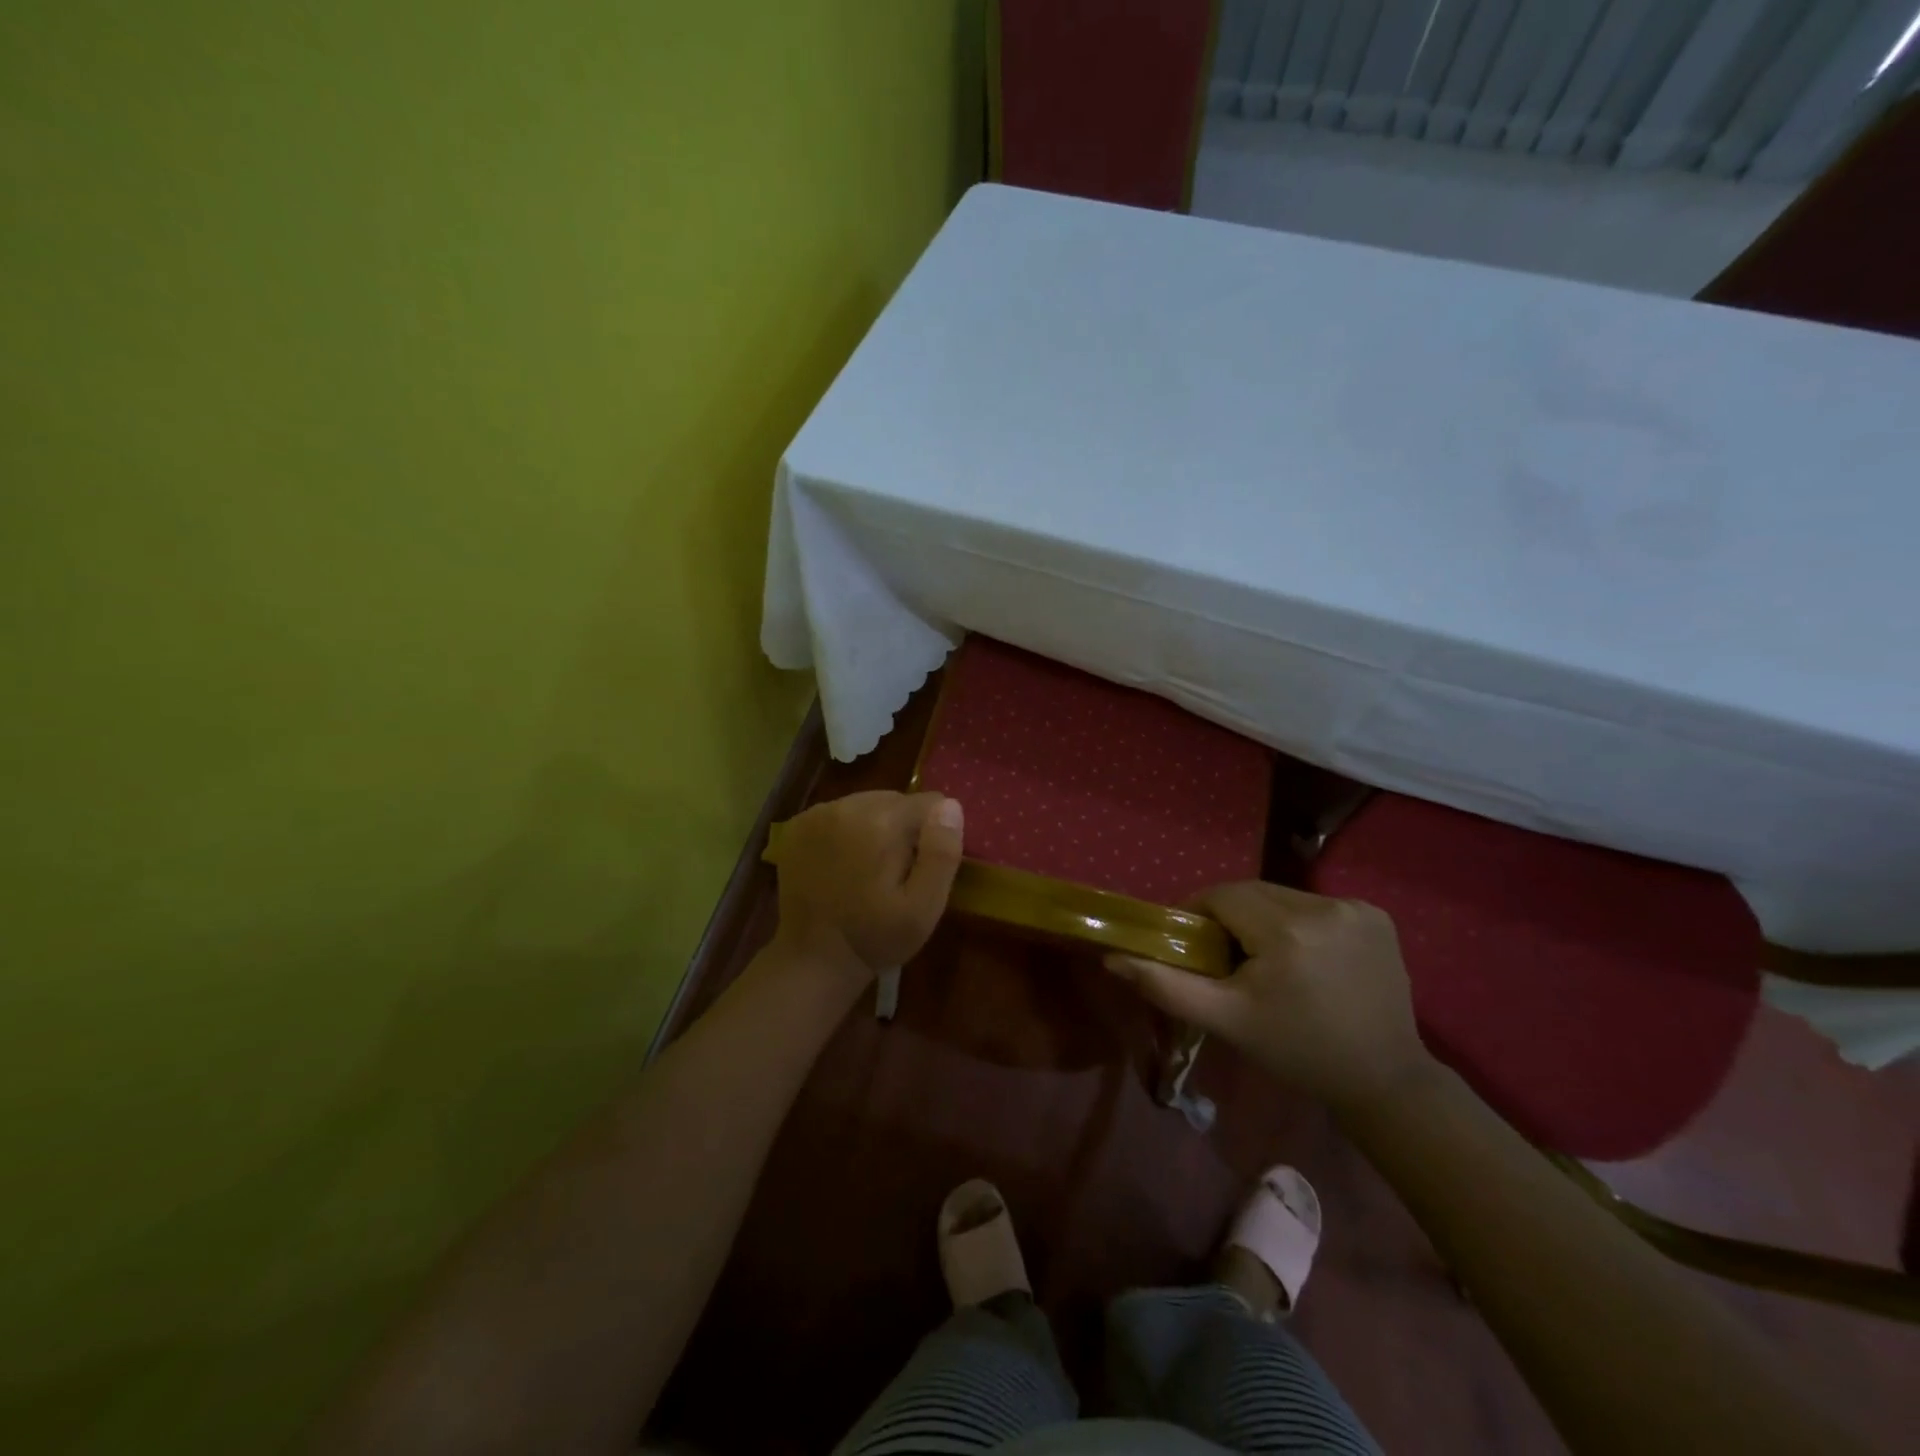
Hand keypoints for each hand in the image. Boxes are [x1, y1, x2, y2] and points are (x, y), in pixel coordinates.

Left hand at [767, 791, 964, 988]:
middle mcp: (847, 806)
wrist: (811, 959)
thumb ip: (941, 854)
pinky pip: (839, 813)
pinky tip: (842, 863)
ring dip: (875, 827)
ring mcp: (817, 814)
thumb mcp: (923, 907)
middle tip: (896, 871)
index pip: (930, 802)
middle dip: (904, 828)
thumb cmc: (874, 936)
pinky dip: (847, 831)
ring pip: (867, 804)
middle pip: (896, 799)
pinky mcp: (798, 825)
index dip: (934, 834)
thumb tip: (950, 807)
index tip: (922, 867)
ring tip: (868, 868)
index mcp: (881, 822)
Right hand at [1106, 881, 1433, 1114]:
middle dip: (1232, 917)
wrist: (1383, 1079)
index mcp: (1287, 931)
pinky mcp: (1378, 914)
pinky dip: (1300, 921)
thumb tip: (1113, 958)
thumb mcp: (1226, 1021)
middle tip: (1226, 957)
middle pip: (1253, 893)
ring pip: (1282, 896)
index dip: (1200, 915)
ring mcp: (1357, 908)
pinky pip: (1315, 904)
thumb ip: (1166, 986)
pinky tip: (1306, 955)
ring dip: (1265, 917)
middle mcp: (1325, 907)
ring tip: (1266, 958)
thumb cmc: (1296, 1051)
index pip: (1222, 897)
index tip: (1195, 945)